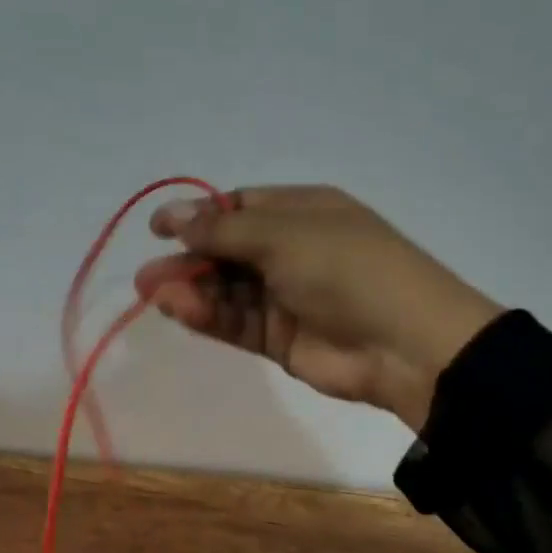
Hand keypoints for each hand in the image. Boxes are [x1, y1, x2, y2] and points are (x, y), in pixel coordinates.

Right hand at [134, 186, 502, 429]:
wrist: (405, 344)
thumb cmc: (347, 269)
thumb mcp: (284, 236)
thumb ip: (223, 231)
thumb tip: (172, 215)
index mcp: (301, 212)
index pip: (238, 208)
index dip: (198, 216)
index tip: (158, 229)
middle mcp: (290, 250)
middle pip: (225, 252)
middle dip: (187, 261)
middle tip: (147, 278)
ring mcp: (284, 296)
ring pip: (226, 291)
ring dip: (191, 291)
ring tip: (155, 296)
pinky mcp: (279, 338)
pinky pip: (235, 322)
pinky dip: (207, 316)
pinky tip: (180, 311)